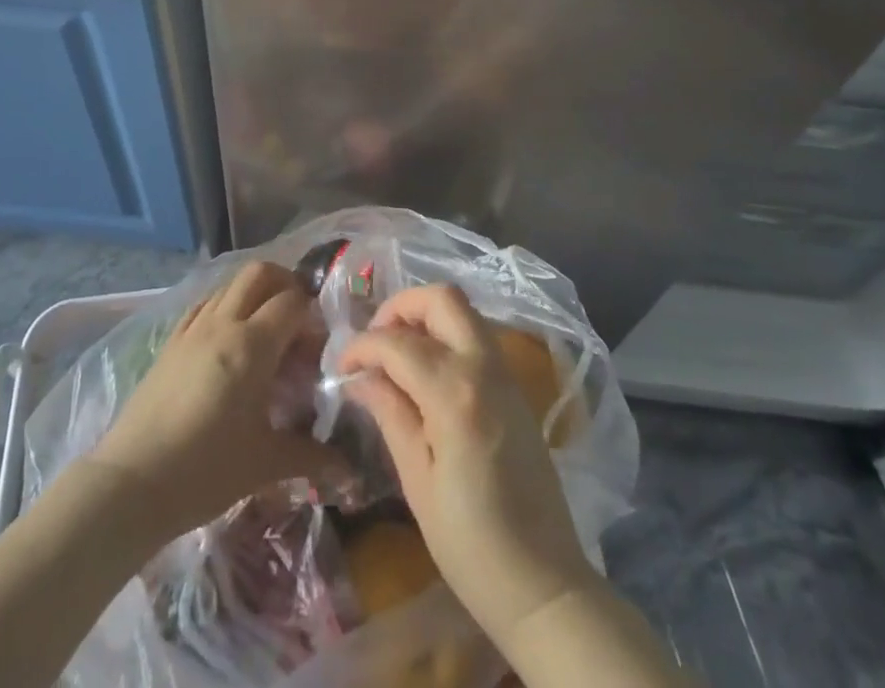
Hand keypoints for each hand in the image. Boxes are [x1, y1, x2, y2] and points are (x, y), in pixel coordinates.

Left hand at [88, 261, 341, 544]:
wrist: (131, 484)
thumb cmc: (205, 472)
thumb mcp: (265, 464)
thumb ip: (310, 456)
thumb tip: (349, 467)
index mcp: (252, 345)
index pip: (292, 302)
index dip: (312, 316)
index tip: (317, 346)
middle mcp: (223, 323)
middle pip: (260, 273)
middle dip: (285, 284)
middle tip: (297, 319)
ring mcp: (192, 328)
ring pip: (229, 284)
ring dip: (254, 293)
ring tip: (265, 331)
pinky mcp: (170, 341)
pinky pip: (204, 304)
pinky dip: (225, 306)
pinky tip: (228, 340)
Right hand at [337, 284, 596, 644]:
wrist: (544, 585)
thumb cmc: (471, 545)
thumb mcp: (417, 482)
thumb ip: (391, 415)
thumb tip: (360, 377)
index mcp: (455, 394)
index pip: (397, 343)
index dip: (361, 347)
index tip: (340, 366)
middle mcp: (484, 368)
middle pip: (442, 299)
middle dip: (401, 307)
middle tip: (374, 340)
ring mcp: (506, 374)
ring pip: (463, 311)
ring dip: (425, 317)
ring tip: (395, 353)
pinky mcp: (515, 388)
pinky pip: (477, 336)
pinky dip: (446, 334)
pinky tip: (425, 371)